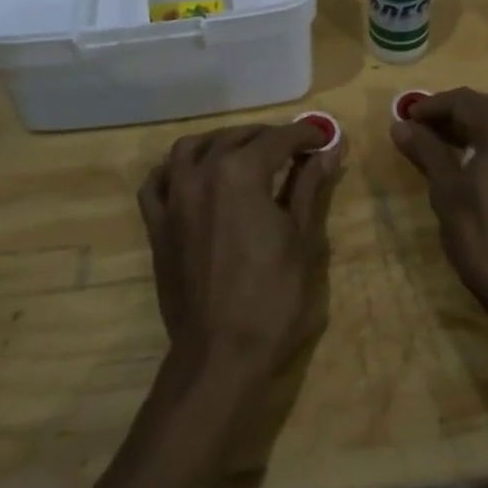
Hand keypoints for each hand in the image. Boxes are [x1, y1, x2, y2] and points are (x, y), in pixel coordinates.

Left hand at [137, 123, 343, 384]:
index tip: (323, 138)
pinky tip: (191, 176)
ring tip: (243, 154)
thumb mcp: (302, 239)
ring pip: (191, 148)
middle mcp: (202, 173)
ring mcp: (174, 198)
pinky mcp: (157, 225)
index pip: (278, 139)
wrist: (220, 353)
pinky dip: (174, 170)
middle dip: (268, 137)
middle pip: (236, 138)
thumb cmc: (272, 297)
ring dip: (220, 143)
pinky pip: (157, 182)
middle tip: (293, 150)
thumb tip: (329, 150)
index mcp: (241, 173)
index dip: (305, 135)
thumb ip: (310, 186)